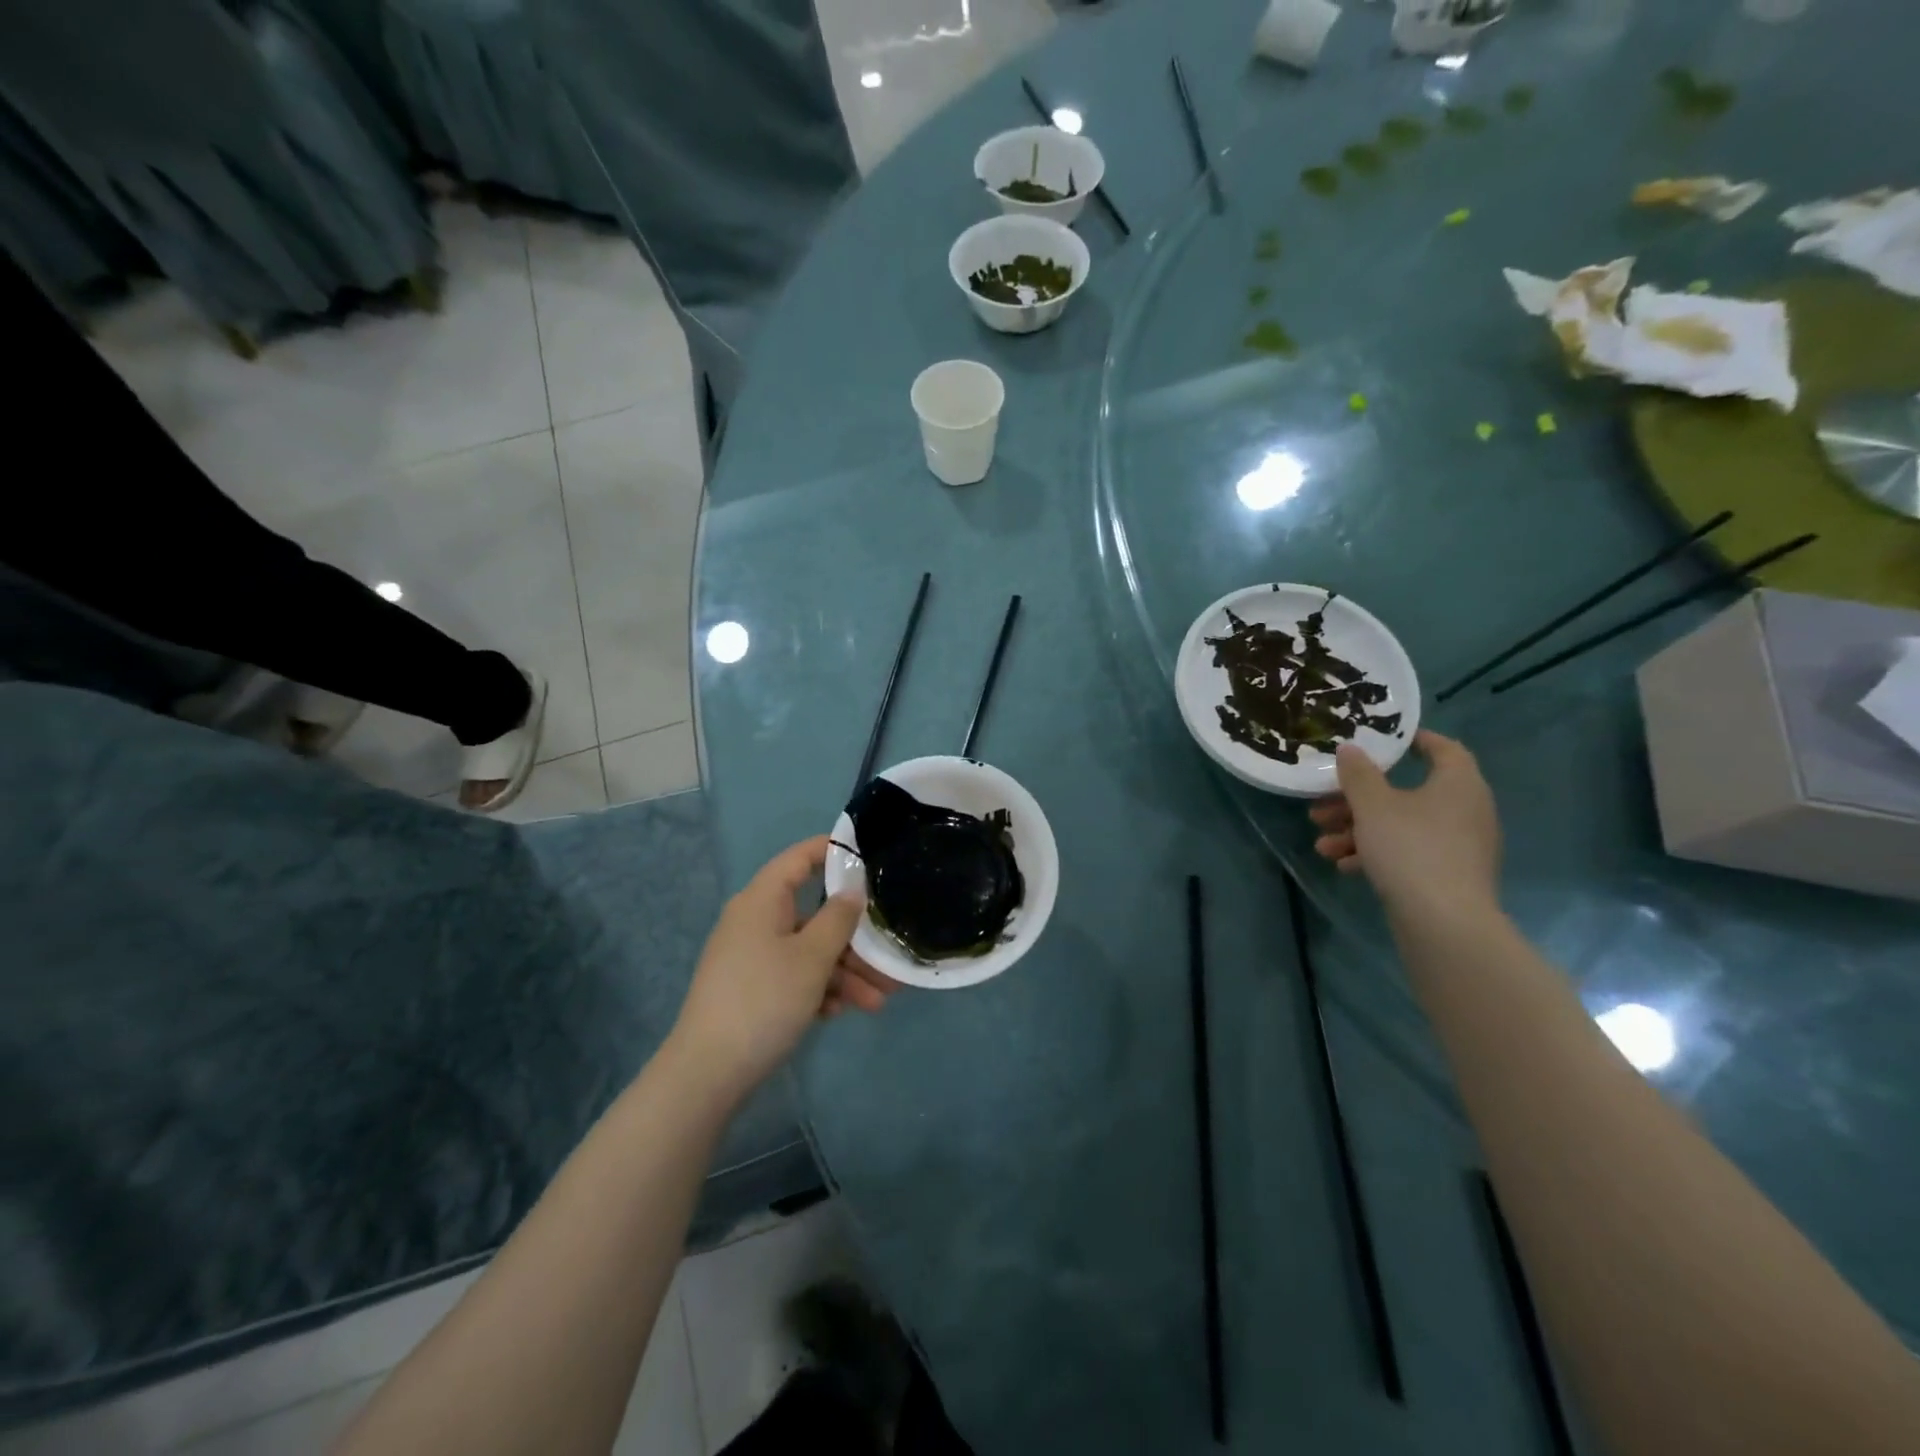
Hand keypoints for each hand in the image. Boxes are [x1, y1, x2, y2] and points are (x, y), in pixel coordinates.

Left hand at [670, 836, 898, 1101]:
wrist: (708, 1073)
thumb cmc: (764, 1000)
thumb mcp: (812, 957)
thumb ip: (838, 918)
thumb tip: (853, 887)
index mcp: (762, 901)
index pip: (800, 858)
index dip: (834, 851)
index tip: (870, 857)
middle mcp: (755, 921)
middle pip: (813, 914)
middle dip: (854, 938)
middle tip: (888, 956)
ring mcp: (751, 957)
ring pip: (808, 951)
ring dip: (844, 972)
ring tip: (878, 1001)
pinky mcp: (751, 988)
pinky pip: (793, 976)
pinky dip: (819, 989)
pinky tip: (840, 1013)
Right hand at [1309, 731, 1501, 923]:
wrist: (1444, 922)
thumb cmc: (1410, 848)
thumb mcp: (1373, 805)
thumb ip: (1359, 774)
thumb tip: (1350, 748)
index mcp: (1458, 783)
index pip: (1444, 748)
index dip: (1412, 741)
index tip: (1381, 742)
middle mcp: (1465, 810)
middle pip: (1406, 792)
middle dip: (1358, 800)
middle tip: (1323, 805)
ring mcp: (1458, 846)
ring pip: (1401, 826)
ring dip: (1358, 830)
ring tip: (1321, 843)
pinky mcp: (1447, 875)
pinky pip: (1407, 853)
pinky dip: (1376, 853)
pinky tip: (1342, 864)